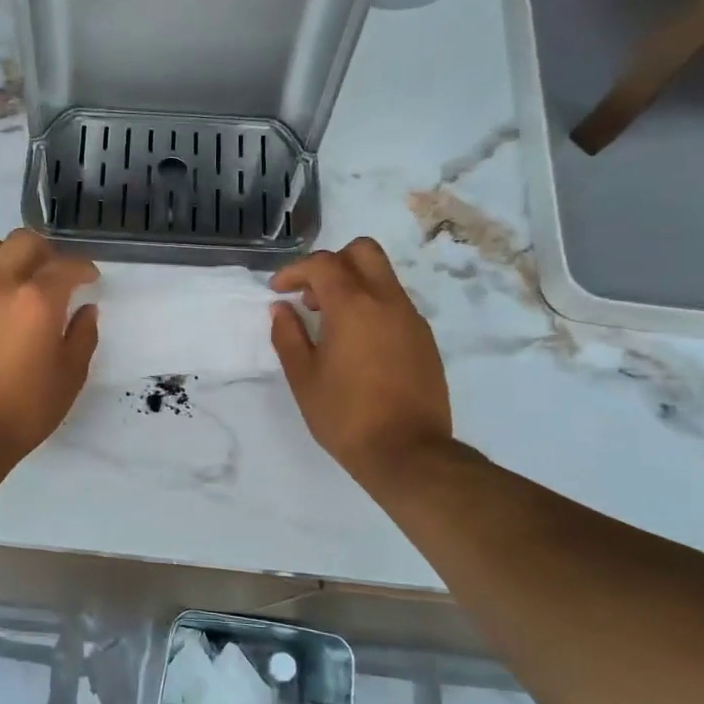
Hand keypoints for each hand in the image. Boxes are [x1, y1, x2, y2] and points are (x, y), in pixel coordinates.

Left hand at [0, 230, 99, 459]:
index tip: (90, 280)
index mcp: (38, 300)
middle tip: (55, 275)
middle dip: (47, 252)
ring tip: (18, 278)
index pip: (66, 265)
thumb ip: (83, 335)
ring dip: (10, 255)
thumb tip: (86, 310)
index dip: (84, 268)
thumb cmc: (24, 409)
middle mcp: (1, 284)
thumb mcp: (70, 376)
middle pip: (24, 241)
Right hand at [270, 238, 454, 484]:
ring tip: (331, 324)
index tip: (278, 291)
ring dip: (353, 285)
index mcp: (353, 306)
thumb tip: (282, 309)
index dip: (295, 270)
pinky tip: (358, 345)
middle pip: (363, 251)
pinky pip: (395, 304)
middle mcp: (387, 301)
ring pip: (382, 276)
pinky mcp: (425, 339)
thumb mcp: (304, 378)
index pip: (323, 264)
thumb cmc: (346, 416)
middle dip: (332, 263)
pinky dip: (372, 307)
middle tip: (312, 296)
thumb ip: (288, 336)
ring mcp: (411, 319)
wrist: (408, 452)